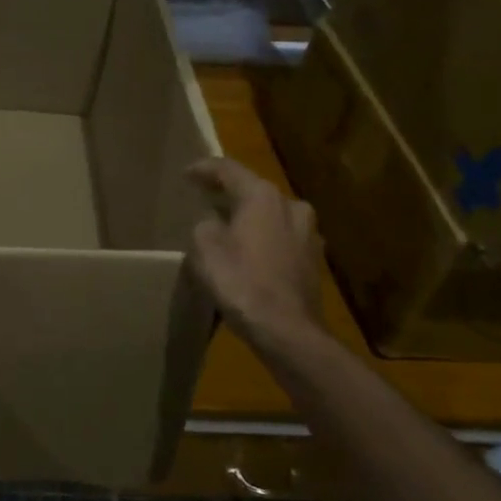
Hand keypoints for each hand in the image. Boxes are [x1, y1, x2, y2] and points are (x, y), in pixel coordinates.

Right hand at [186, 157, 326, 356]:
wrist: (286, 330)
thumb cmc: (241, 281)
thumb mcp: (204, 247)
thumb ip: (205, 226)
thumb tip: (214, 225)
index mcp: (263, 196)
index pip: (229, 170)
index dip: (204, 169)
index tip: (186, 174)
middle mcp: (291, 206)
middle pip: (254, 191)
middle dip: (230, 194)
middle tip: (206, 199)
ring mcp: (308, 235)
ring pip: (271, 216)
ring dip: (249, 218)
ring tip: (227, 227)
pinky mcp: (313, 261)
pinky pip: (280, 240)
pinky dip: (262, 240)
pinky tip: (248, 254)